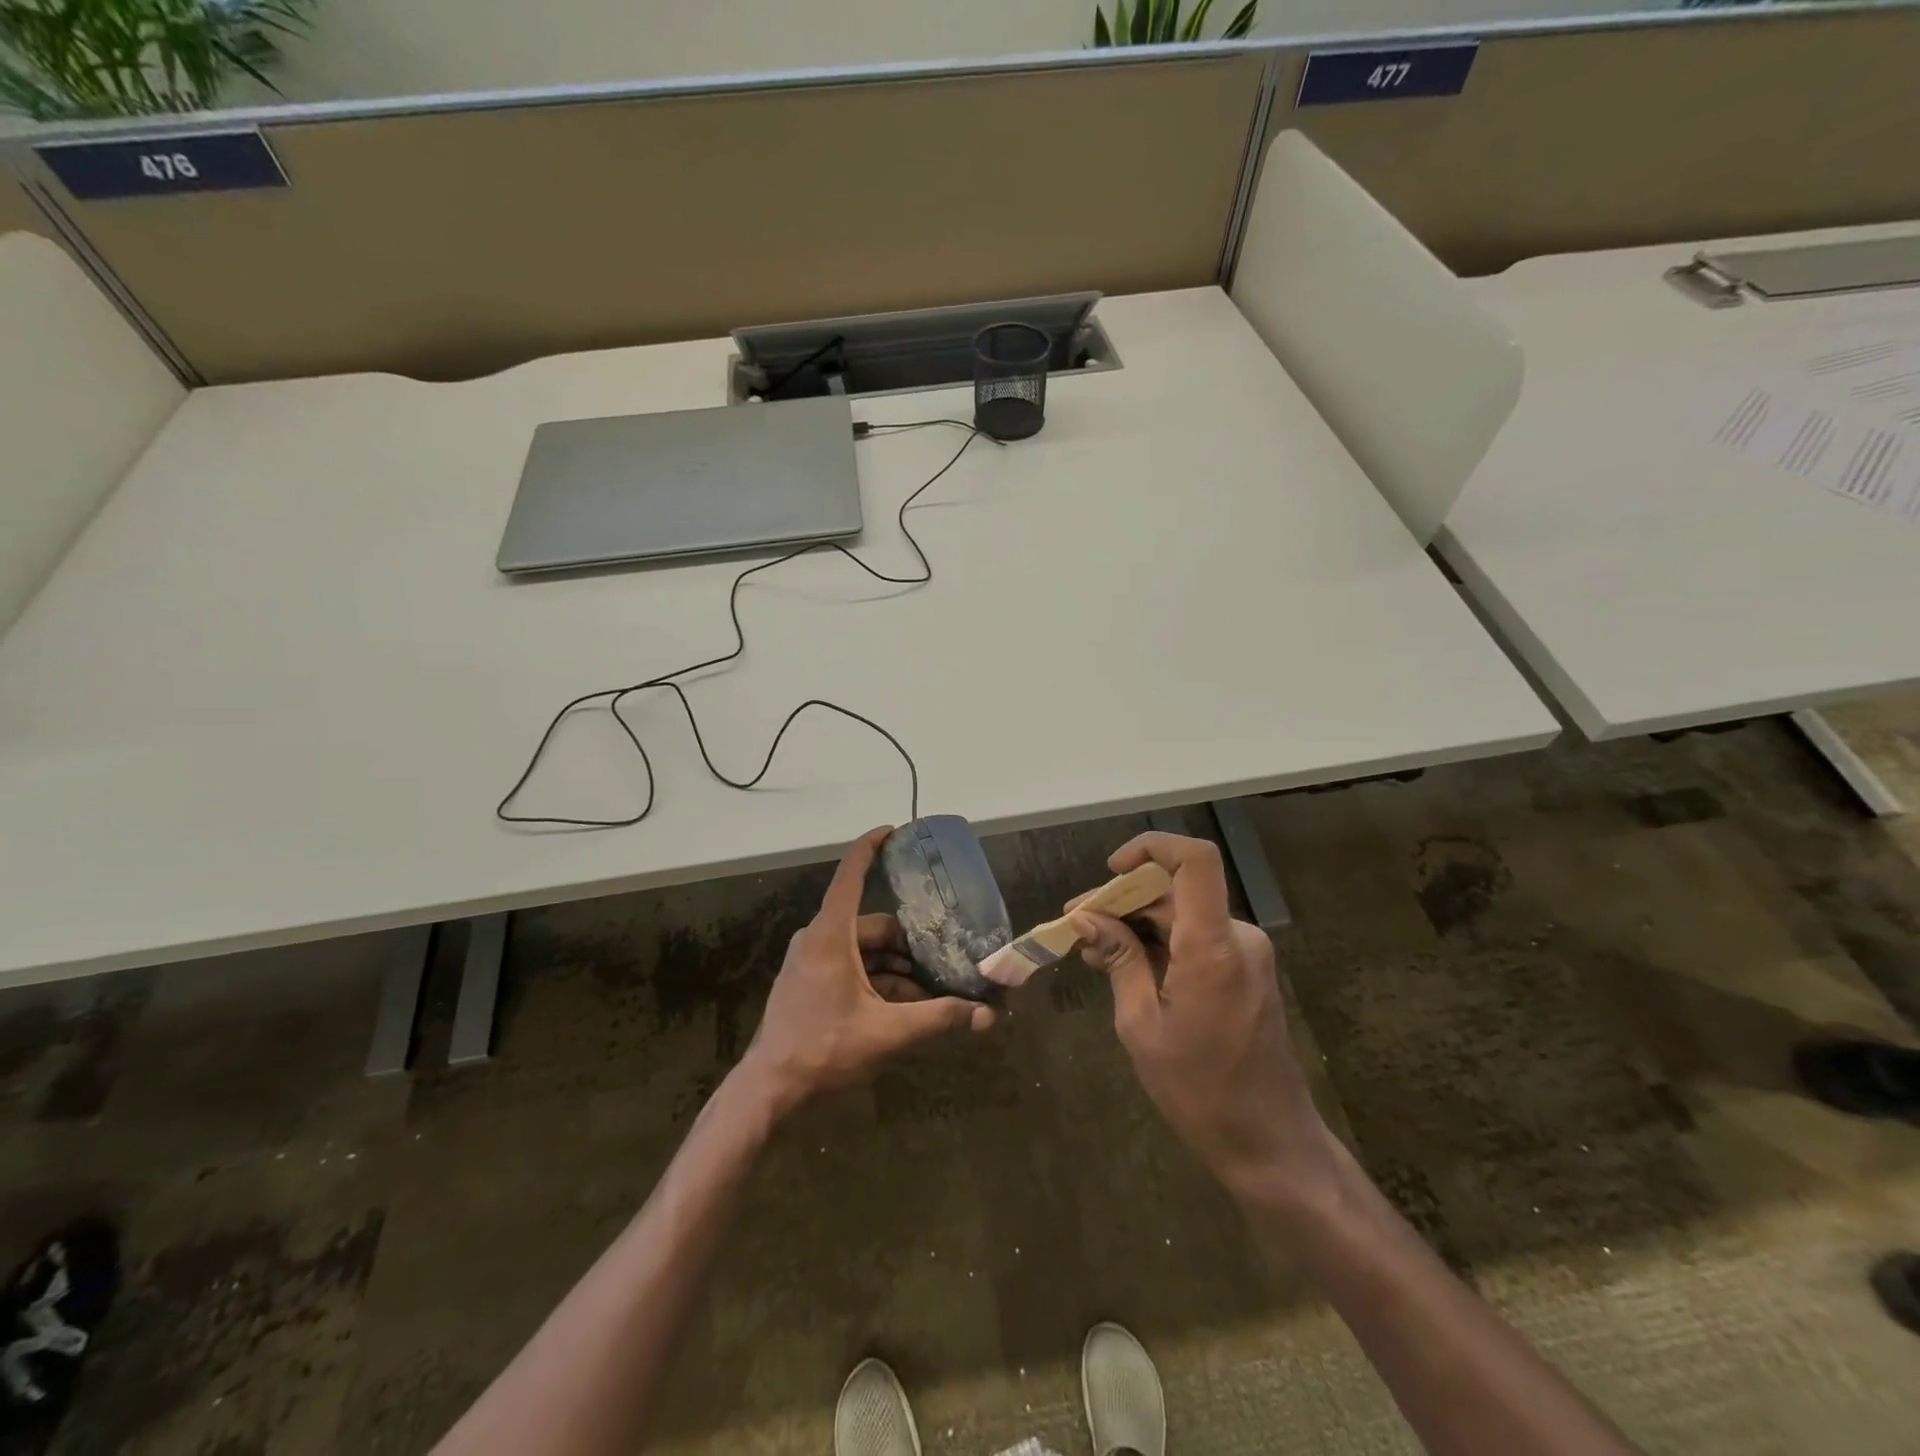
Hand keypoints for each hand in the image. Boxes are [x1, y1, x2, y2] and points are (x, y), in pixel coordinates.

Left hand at [739, 827, 994, 1114]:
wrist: (769, 1088)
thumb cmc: (823, 1049)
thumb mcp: (887, 1032)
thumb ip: (938, 1019)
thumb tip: (986, 1016)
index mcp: (831, 934)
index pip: (851, 875)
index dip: (871, 848)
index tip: (894, 831)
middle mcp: (819, 938)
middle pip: (873, 925)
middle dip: (910, 943)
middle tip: (945, 958)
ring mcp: (812, 960)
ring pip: (865, 950)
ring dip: (897, 967)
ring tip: (931, 990)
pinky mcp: (810, 980)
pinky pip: (851, 966)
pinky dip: (878, 979)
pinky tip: (904, 1005)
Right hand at [1069, 832, 1335, 1205]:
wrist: (1270, 1144)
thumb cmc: (1200, 1091)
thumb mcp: (1141, 1025)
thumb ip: (1118, 960)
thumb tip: (1085, 918)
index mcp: (1213, 947)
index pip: (1195, 861)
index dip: (1152, 847)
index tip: (1111, 869)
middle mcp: (1237, 937)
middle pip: (1175, 890)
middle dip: (1123, 899)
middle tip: (1077, 925)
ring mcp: (1245, 953)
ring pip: (1182, 914)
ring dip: (1137, 923)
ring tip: (1092, 950)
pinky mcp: (1244, 969)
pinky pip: (1195, 937)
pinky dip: (1159, 942)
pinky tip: (1123, 964)